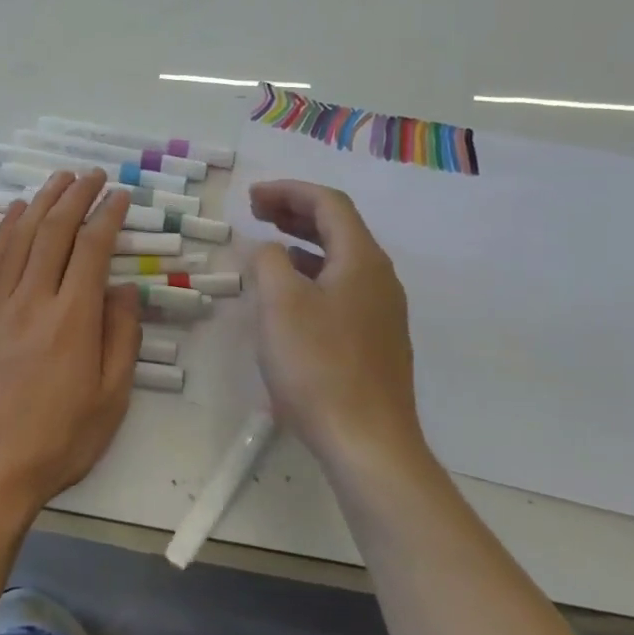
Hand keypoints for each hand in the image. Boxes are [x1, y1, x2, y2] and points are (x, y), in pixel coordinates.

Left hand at [0, 170, 142, 522]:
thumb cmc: (59, 439)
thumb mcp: (112, 398)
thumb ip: (122, 337)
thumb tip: (125, 288)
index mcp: (74, 318)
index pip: (92, 248)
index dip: (108, 215)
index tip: (120, 195)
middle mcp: (34, 298)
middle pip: (55, 231)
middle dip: (76, 196)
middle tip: (92, 175)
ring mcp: (0, 304)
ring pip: (22, 237)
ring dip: (42, 202)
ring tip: (58, 179)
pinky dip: (7, 229)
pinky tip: (16, 214)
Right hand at [248, 180, 434, 480]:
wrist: (367, 442)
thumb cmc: (319, 365)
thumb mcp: (280, 304)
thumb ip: (269, 262)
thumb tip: (268, 250)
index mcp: (361, 260)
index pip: (329, 204)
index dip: (289, 191)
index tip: (251, 196)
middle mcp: (379, 278)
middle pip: (338, 227)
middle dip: (295, 212)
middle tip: (256, 211)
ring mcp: (382, 311)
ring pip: (340, 258)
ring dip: (303, 242)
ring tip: (268, 244)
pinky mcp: (375, 340)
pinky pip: (342, 286)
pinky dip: (312, 274)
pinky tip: (289, 294)